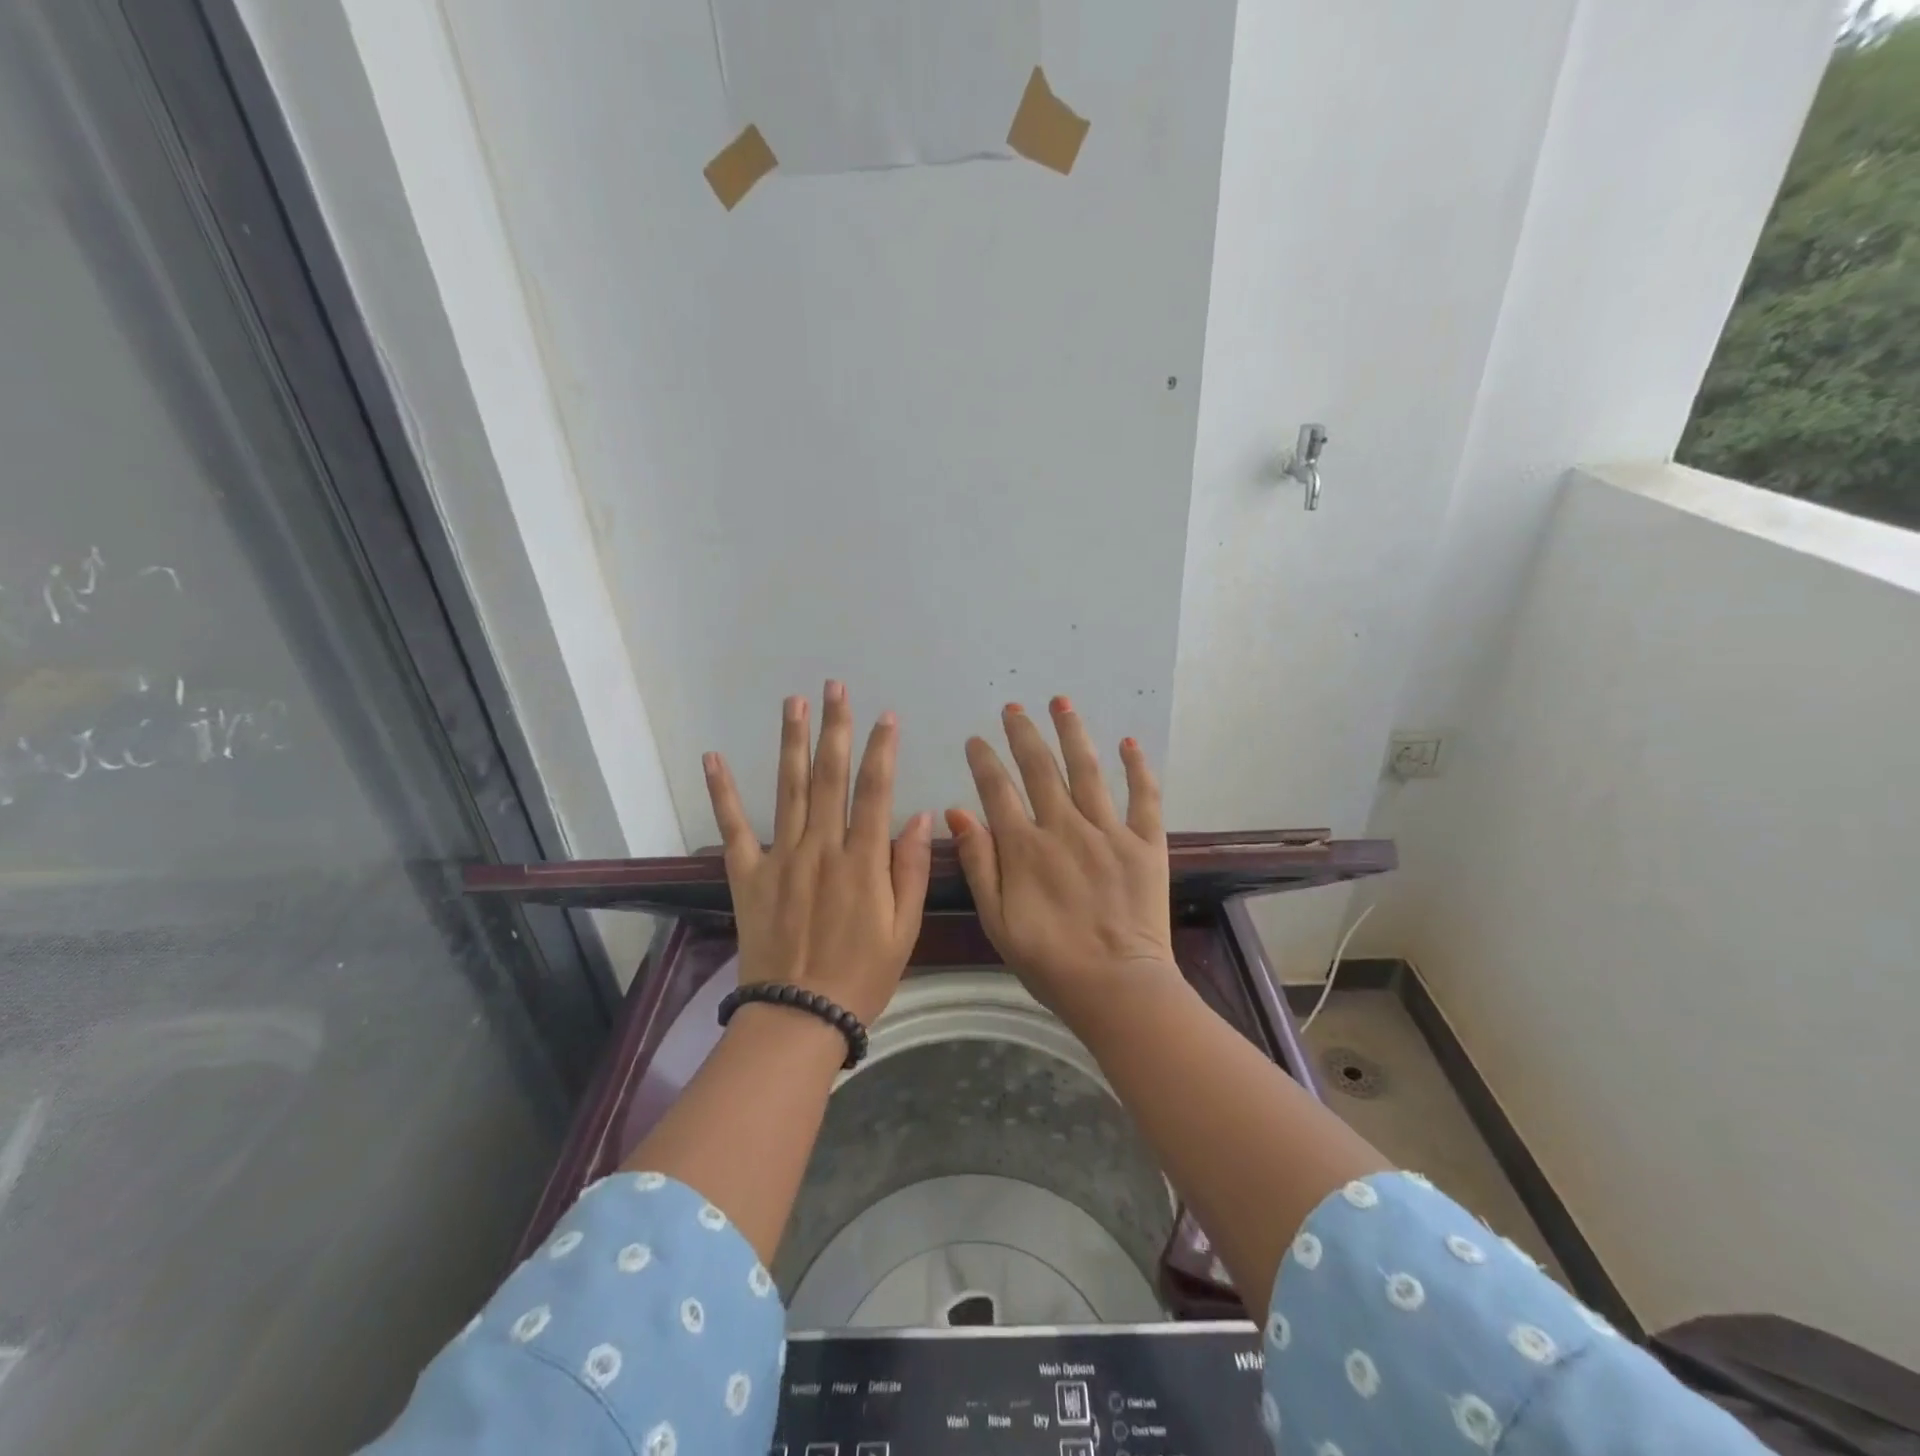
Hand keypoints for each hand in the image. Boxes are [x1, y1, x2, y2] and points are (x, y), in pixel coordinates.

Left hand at [703, 681, 934, 1027]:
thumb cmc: (863, 974)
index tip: (886, 716)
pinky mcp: (748, 875)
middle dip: (835, 728)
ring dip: (791, 743)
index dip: (881, 750)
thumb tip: (919, 817)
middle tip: (834, 688)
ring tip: (792, 703)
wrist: (800, 1015)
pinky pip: (733, 828)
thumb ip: (911, 870)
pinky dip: (722, 792)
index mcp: (862, 861)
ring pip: (789, 789)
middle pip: (830, 777)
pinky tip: (713, 758)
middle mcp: (821, 848)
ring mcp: (780, 858)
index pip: (875, 791)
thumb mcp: (904, 929)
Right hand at [946, 697, 1176, 1027]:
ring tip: (1061, 702)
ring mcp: (1108, 831)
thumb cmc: (1049, 962)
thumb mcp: (997, 920)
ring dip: (1072, 732)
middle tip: (1013, 708)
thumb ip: (979, 864)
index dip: (984, 761)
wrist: (1117, 987)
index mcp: (1025, 848)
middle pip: (1041, 768)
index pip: (998, 790)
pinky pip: (1144, 797)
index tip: (976, 739)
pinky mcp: (1145, 843)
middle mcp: (1064, 827)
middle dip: (1024, 734)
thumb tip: (958, 813)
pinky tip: (1128, 743)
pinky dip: (1137, 768)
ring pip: (1087, 769)